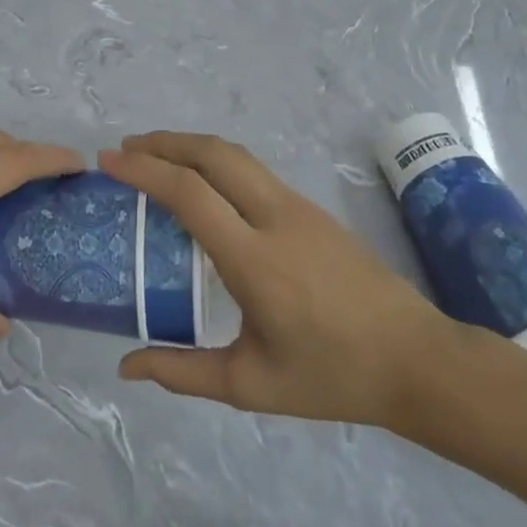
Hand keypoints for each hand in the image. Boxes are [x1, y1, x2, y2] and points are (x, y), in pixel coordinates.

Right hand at [101, 133, 478, 440]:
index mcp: (255, 259)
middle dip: (165, 142)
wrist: (417, 359)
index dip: (144, 170)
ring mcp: (298, 206)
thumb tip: (125, 365)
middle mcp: (275, 217)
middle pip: (213, 154)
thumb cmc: (332, 375)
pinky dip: (215, 160)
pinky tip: (203, 183)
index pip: (190, 193)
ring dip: (190, 145)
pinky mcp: (311, 208)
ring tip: (156, 155)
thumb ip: (183, 372)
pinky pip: (253, 170)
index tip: (109, 160)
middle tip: (127, 148)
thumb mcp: (251, 384)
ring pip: (236, 154)